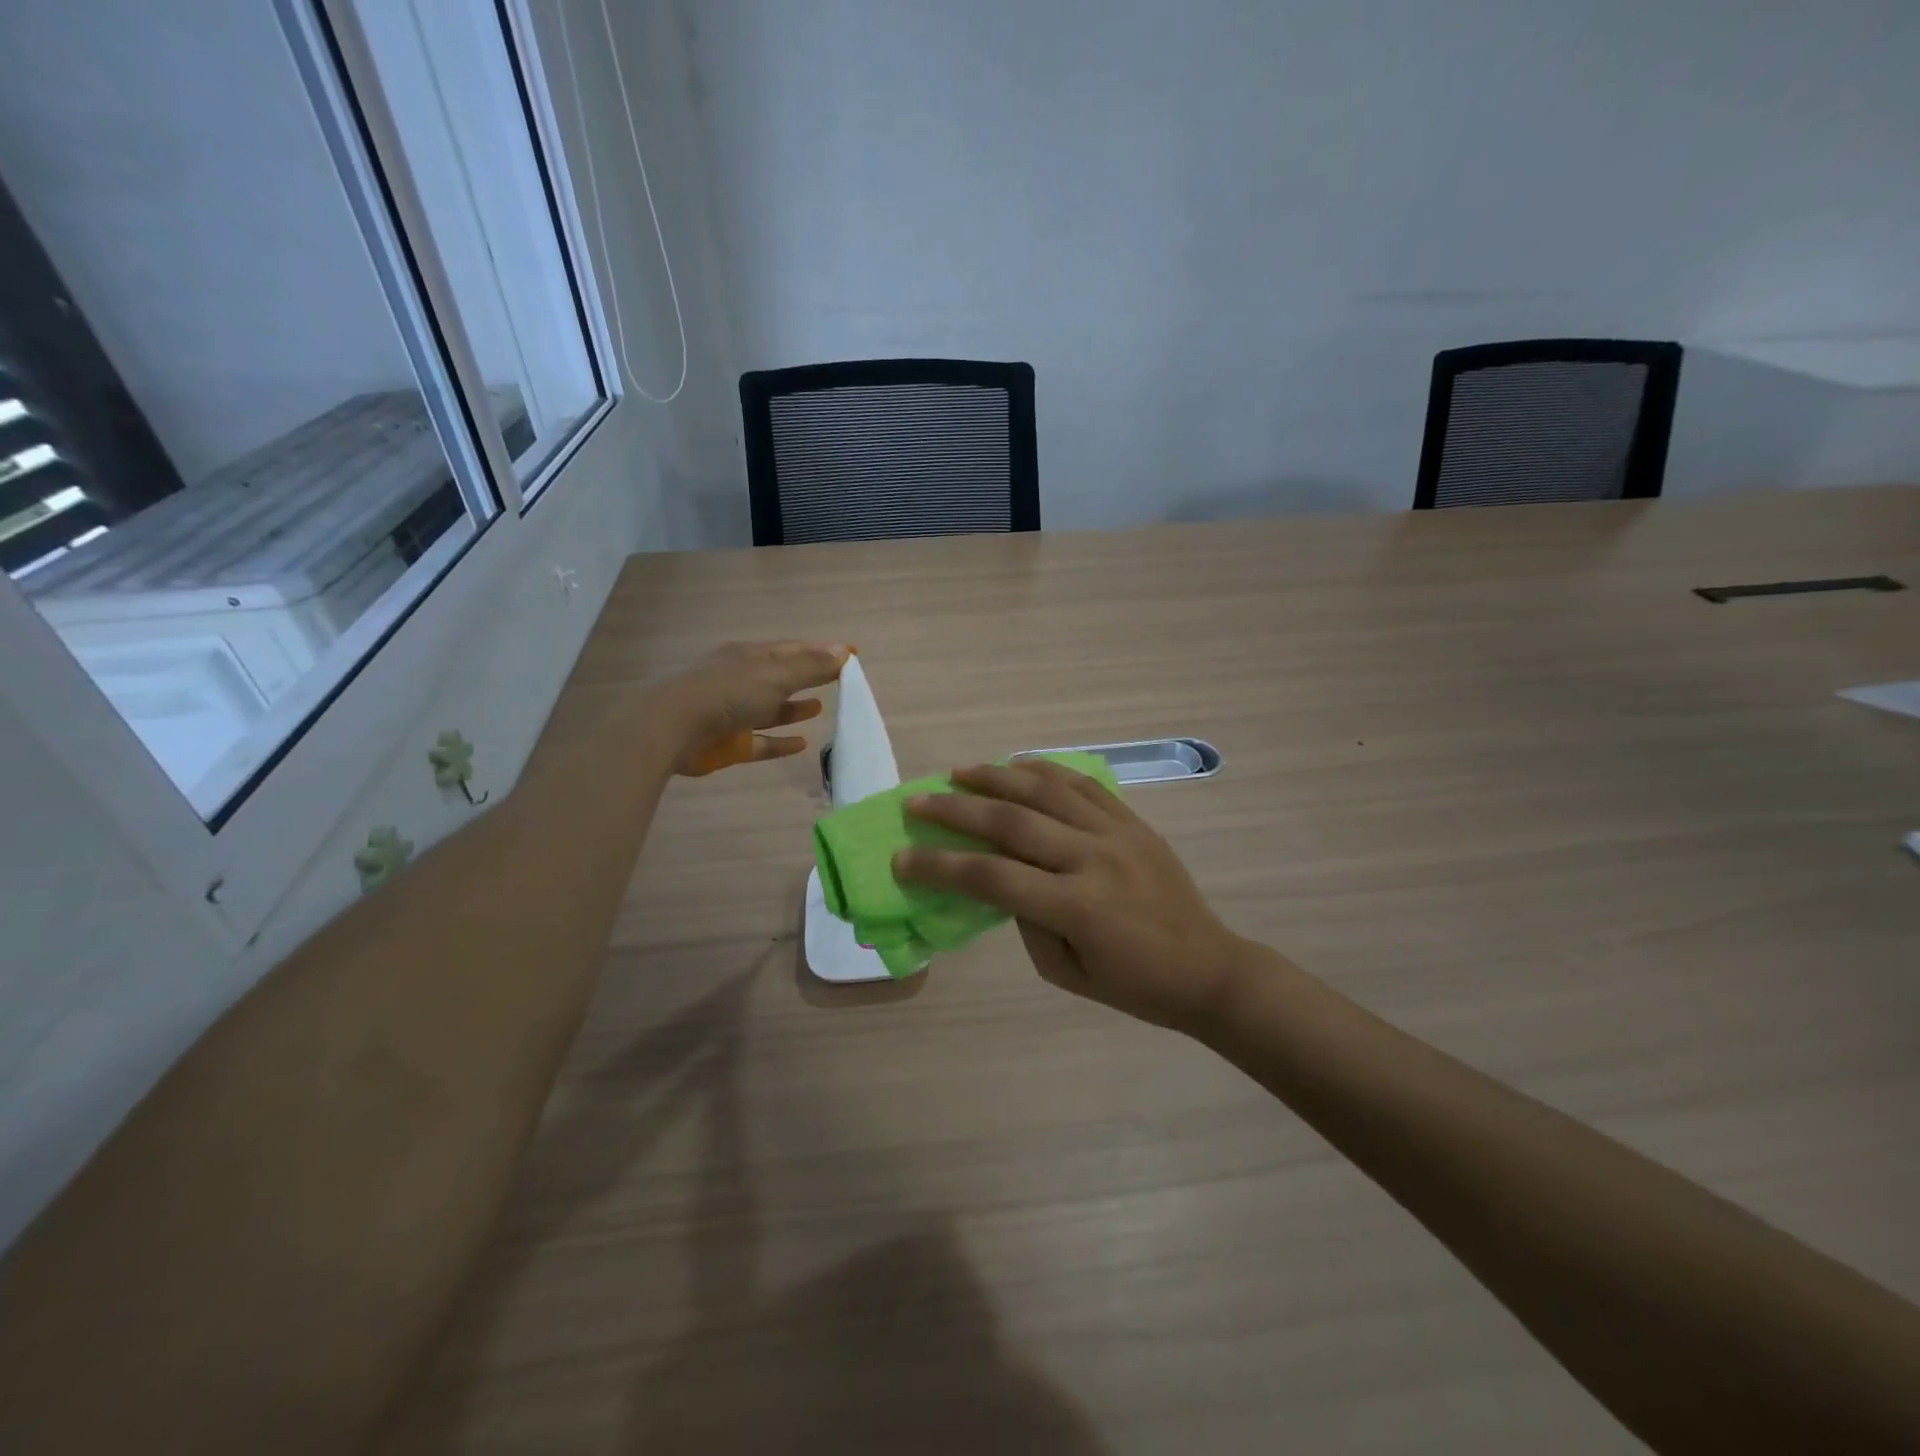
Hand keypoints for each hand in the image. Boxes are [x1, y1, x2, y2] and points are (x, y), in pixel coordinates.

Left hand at [656, 641, 848, 775]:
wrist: (674, 728)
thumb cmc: (729, 692)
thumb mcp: (776, 674)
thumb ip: (811, 666)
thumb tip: (843, 651)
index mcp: (750, 656)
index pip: (794, 649)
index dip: (823, 651)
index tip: (852, 654)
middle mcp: (741, 681)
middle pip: (781, 677)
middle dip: (808, 677)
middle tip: (838, 681)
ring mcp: (733, 713)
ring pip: (770, 709)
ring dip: (794, 708)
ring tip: (820, 707)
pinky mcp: (729, 744)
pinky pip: (761, 742)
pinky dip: (780, 742)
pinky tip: (802, 744)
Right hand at [894, 762, 1251, 1032]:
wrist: (1208, 969)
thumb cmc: (1134, 985)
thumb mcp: (1066, 972)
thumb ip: (1027, 920)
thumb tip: (1003, 877)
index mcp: (1076, 907)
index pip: (992, 877)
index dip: (941, 866)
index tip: (903, 857)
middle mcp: (1093, 859)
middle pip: (1011, 822)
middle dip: (956, 810)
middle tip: (918, 801)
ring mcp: (1117, 833)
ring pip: (1046, 790)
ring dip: (996, 777)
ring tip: (959, 772)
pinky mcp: (1133, 821)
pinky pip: (1084, 784)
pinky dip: (1046, 770)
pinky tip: (1019, 765)